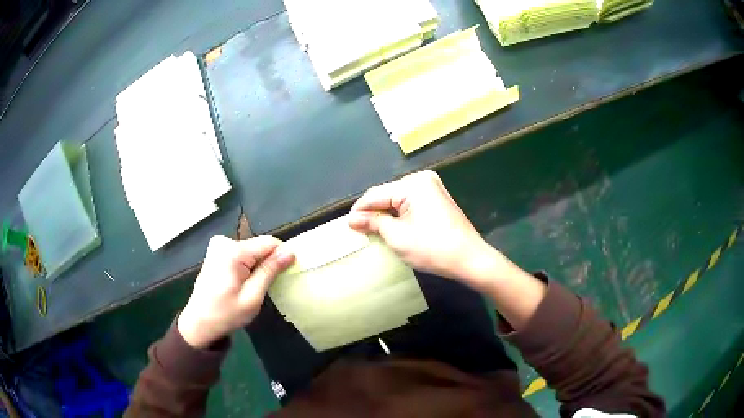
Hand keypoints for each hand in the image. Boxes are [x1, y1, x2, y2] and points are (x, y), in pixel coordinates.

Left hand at [178, 235, 294, 348]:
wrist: (199, 323)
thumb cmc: (226, 314)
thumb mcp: (252, 297)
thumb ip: (270, 271)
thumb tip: (290, 252)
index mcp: (233, 251)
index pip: (269, 242)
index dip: (282, 256)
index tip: (286, 275)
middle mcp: (224, 241)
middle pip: (259, 246)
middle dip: (267, 264)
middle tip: (264, 288)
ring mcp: (218, 245)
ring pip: (251, 251)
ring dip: (257, 267)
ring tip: (252, 288)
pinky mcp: (216, 252)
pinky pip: (241, 254)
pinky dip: (247, 267)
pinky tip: (242, 284)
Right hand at [348, 171, 510, 289]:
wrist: (469, 259)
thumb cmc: (432, 249)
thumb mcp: (397, 236)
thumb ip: (373, 223)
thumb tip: (352, 219)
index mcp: (412, 184)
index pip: (376, 194)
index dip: (359, 209)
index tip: (347, 225)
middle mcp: (423, 179)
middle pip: (387, 194)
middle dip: (372, 211)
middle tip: (358, 229)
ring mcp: (433, 187)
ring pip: (398, 198)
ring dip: (385, 213)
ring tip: (371, 229)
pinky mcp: (438, 198)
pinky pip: (411, 202)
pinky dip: (399, 214)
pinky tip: (390, 225)